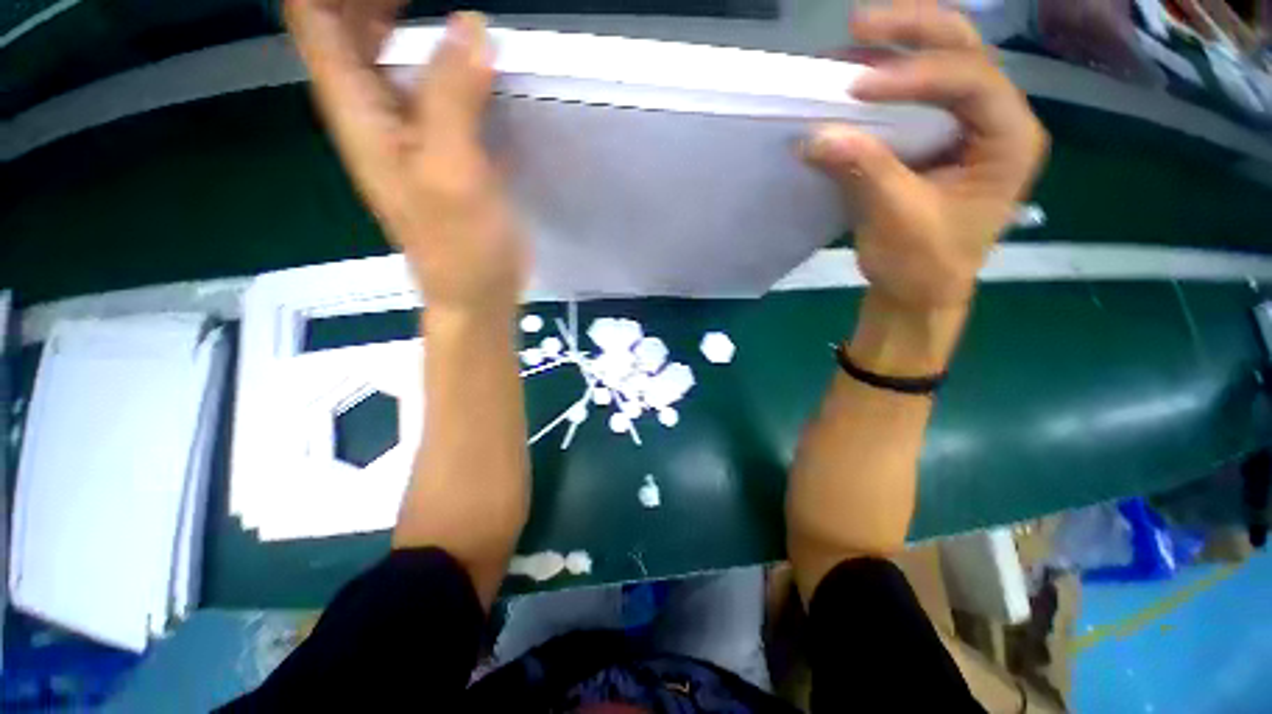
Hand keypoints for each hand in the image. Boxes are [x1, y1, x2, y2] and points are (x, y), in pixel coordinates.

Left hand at [286, 4, 525, 319]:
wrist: (476, 293)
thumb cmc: (460, 248)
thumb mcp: (451, 174)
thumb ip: (452, 99)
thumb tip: (471, 26)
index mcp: (357, 111)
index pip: (314, 15)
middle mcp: (372, 111)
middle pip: (342, 23)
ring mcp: (408, 130)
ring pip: (386, 51)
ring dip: (401, 13)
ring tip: (447, 6)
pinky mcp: (444, 148)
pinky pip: (431, 86)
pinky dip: (444, 58)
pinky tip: (473, 54)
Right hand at [804, 2, 1047, 310]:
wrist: (918, 291)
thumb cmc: (922, 264)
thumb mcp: (896, 220)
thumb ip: (863, 172)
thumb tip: (813, 136)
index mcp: (1009, 139)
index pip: (971, 81)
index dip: (915, 76)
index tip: (857, 88)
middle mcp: (996, 119)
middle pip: (964, 51)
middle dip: (912, 31)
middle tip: (859, 24)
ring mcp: (967, 125)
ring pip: (942, 62)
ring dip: (896, 48)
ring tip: (850, 42)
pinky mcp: (937, 137)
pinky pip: (915, 95)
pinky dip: (884, 82)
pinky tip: (853, 78)